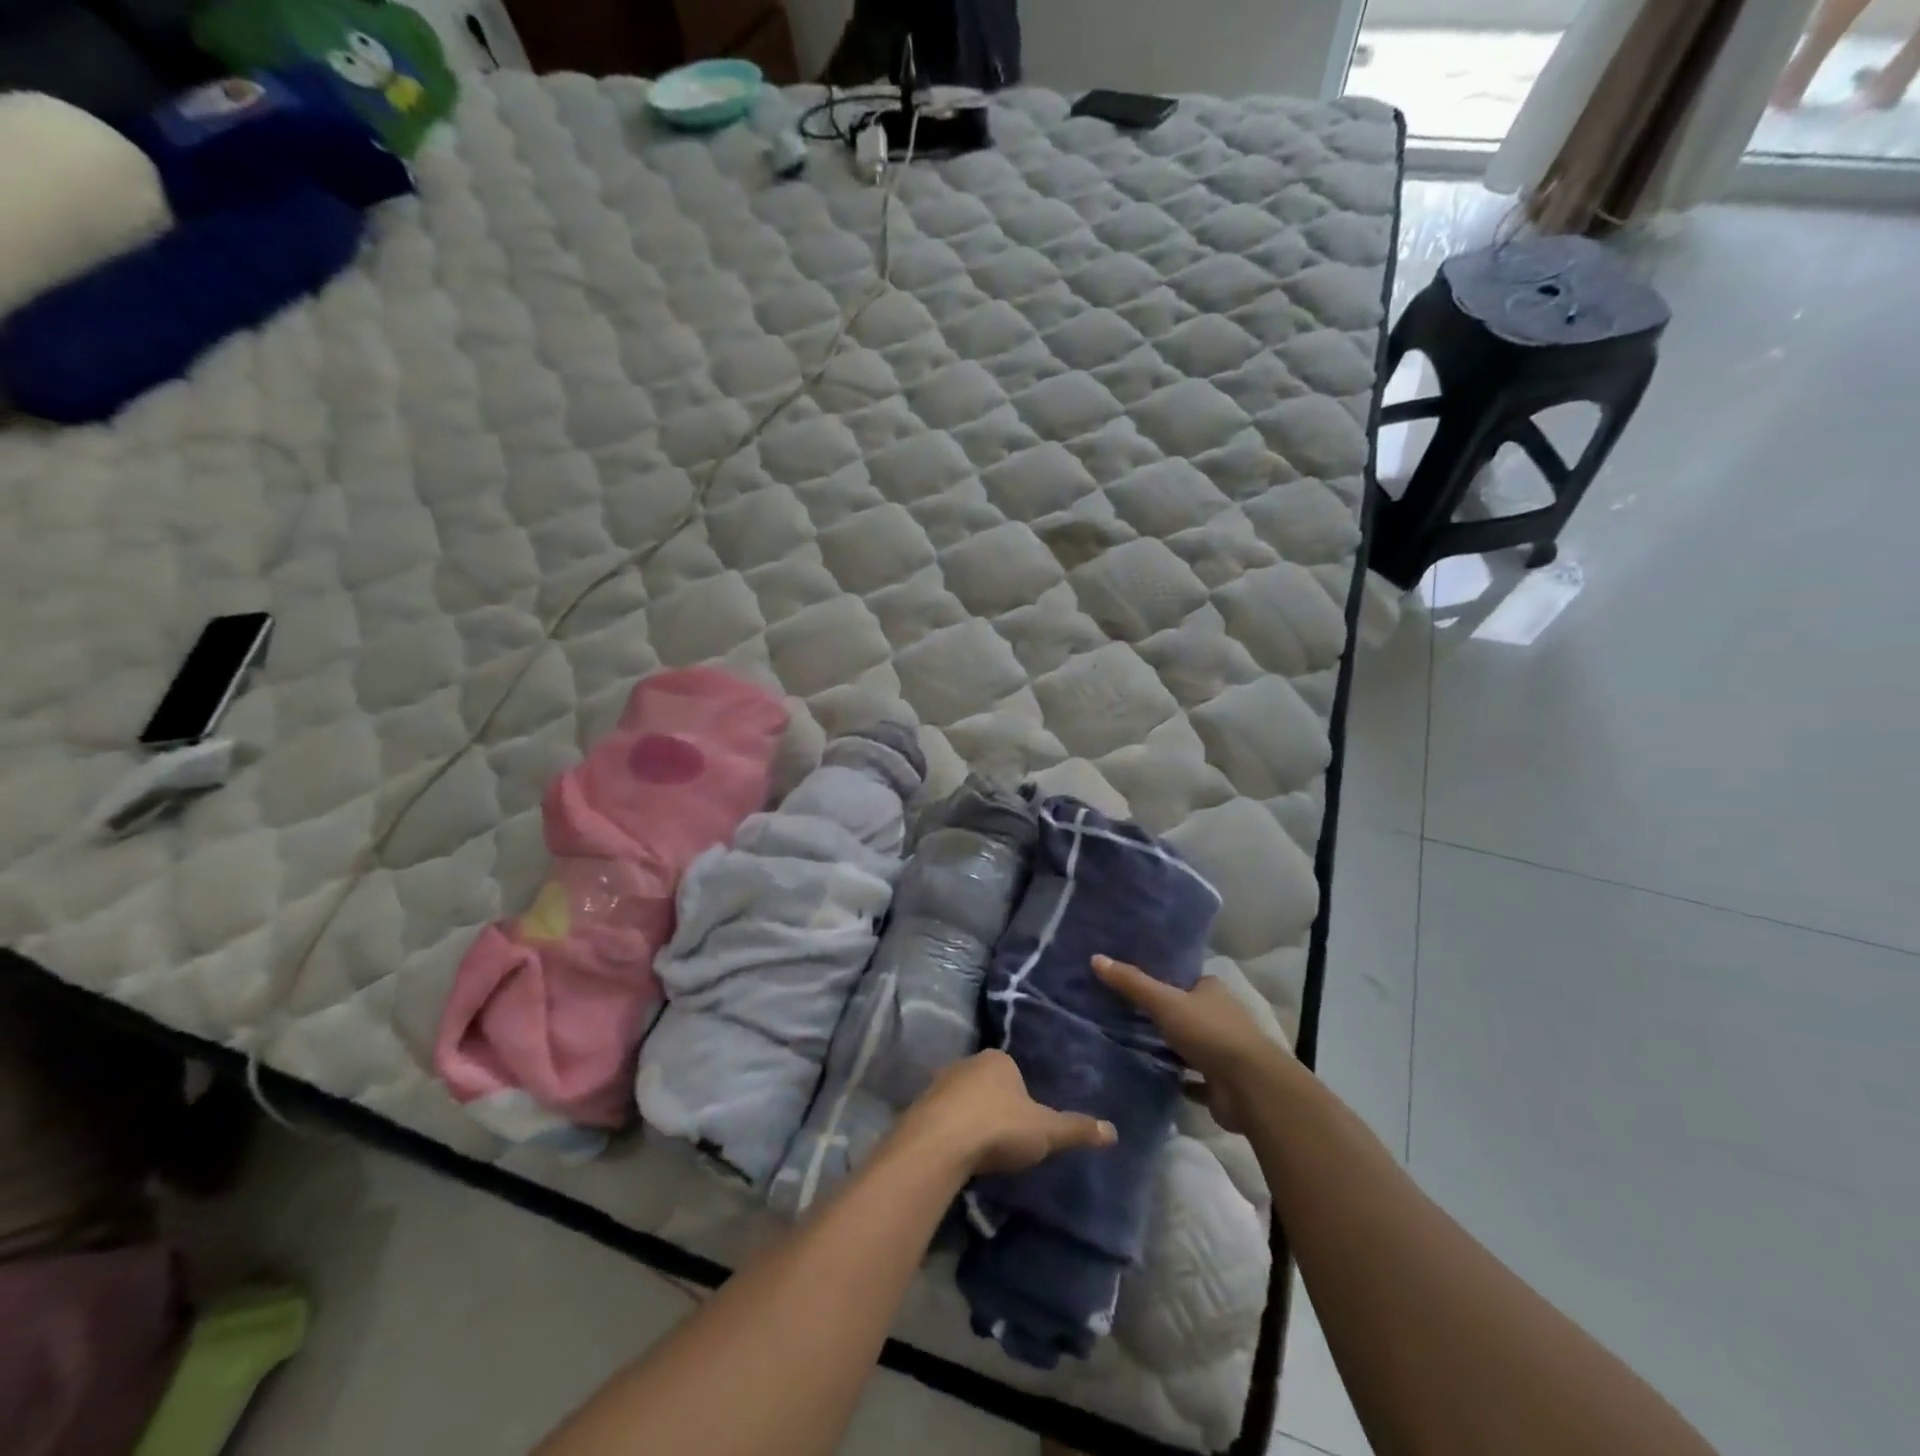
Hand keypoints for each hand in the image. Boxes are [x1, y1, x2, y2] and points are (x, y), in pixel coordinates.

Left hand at [893, 1050, 1115, 1176]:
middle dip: (995, 1106)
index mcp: (998, 1060)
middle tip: (1006, 1140)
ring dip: (970, 1119)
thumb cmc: (999, 1128)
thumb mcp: (1046, 1131)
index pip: (1014, 1072)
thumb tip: (1113, 1131)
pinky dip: (951, 1132)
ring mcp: (939, 1083)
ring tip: (982, 1152)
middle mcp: (967, 1063)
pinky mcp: (919, 1107)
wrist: (940, 1143)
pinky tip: (958, 1156)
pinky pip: (942, 1118)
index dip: (1022, 1097)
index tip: (1027, 1125)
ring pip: (962, 1100)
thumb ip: (1076, 1129)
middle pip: (986, 1084)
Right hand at [1093, 955, 1291, 1134]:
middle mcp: (1220, 1017)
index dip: (1161, 979)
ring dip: (1169, 1047)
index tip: (1132, 982)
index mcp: (1212, 991)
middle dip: (1162, 1015)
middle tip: (1124, 1014)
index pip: (1183, 979)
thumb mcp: (1164, 1001)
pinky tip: (1153, 1076)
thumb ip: (1131, 983)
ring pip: (1189, 1045)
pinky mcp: (1220, 1083)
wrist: (1249, 1087)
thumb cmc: (1209, 1033)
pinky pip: (1193, 1078)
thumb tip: (1095, 958)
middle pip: (1185, 1011)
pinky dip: (1178, 1078)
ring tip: (1131, 1043)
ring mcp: (1222, 1051)